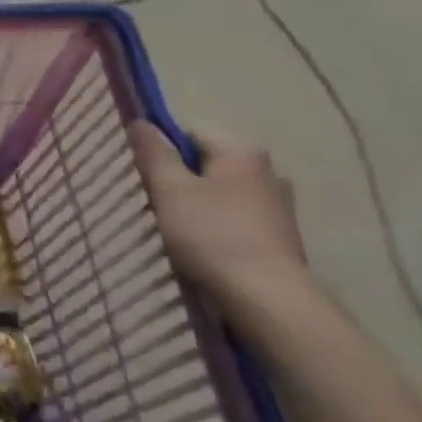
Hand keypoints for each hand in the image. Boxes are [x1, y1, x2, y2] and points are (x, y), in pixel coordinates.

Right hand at [131, 123, 313, 320]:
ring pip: (223, 195)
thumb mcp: (170, 190)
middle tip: (155, 206)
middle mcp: (267, 170)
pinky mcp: (282, 238)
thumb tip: (139, 121)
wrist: (268, 300)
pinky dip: (219, 229)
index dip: (161, 152)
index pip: (189, 133)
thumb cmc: (213, 236)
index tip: (143, 178)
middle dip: (180, 181)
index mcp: (241, 150)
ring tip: (176, 233)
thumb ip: (153, 153)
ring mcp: (279, 205)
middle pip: (208, 165)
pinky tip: (205, 251)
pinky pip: (238, 220)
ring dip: (199, 207)